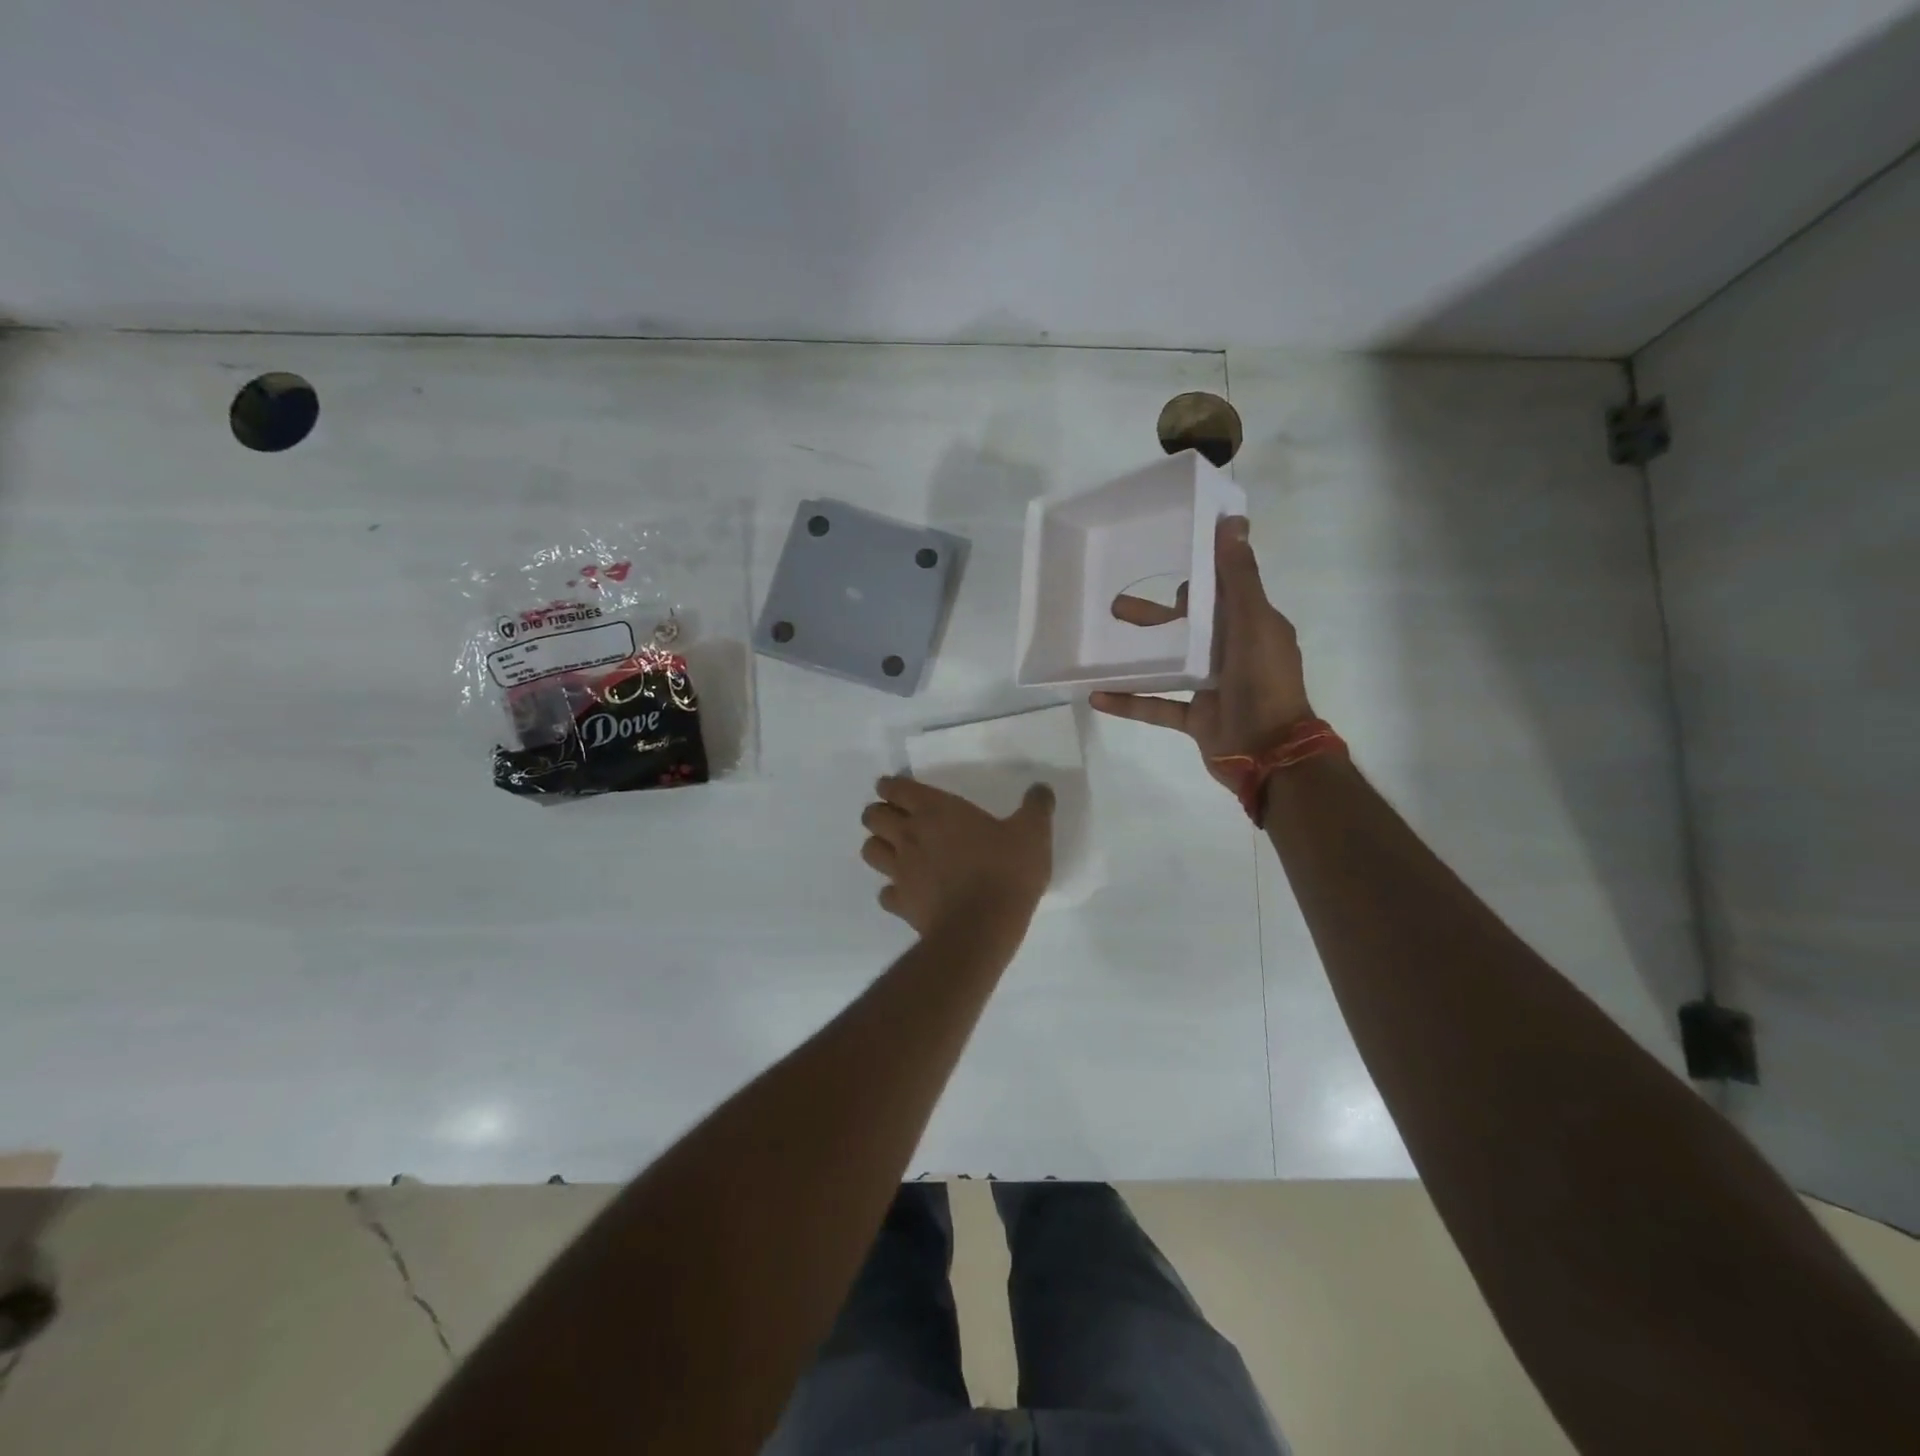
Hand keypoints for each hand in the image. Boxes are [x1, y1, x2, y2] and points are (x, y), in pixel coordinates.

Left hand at [860, 776, 1054, 935]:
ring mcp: (900, 871)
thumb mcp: (1033, 833)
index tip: (899, 789)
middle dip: (879, 813)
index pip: (895, 788)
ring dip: (879, 846)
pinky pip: (885, 893)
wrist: (981, 928)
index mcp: (935, 810)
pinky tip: (909, 892)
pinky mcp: (901, 904)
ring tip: (897, 850)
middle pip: (871, 816)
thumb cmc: (1004, 872)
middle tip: (897, 818)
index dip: (892, 786)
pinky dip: (892, 890)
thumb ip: (1036, 806)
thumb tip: (1041, 788)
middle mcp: (909, 835)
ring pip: (870, 850)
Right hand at [1091, 515, 1311, 788]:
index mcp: (1250, 626)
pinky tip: (1098, 696)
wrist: (1271, 754)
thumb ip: (1239, 577)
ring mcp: (1211, 687)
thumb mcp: (1253, 623)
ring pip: (1168, 664)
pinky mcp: (1195, 717)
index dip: (1192, 578)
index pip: (1219, 592)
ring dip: (1136, 654)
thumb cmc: (1265, 683)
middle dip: (1152, 616)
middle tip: (1115, 606)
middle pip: (1186, 627)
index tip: (1158, 564)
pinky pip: (1157, 705)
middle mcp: (1231, 652)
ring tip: (1100, 644)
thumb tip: (1233, 522)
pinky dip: (1130, 701)